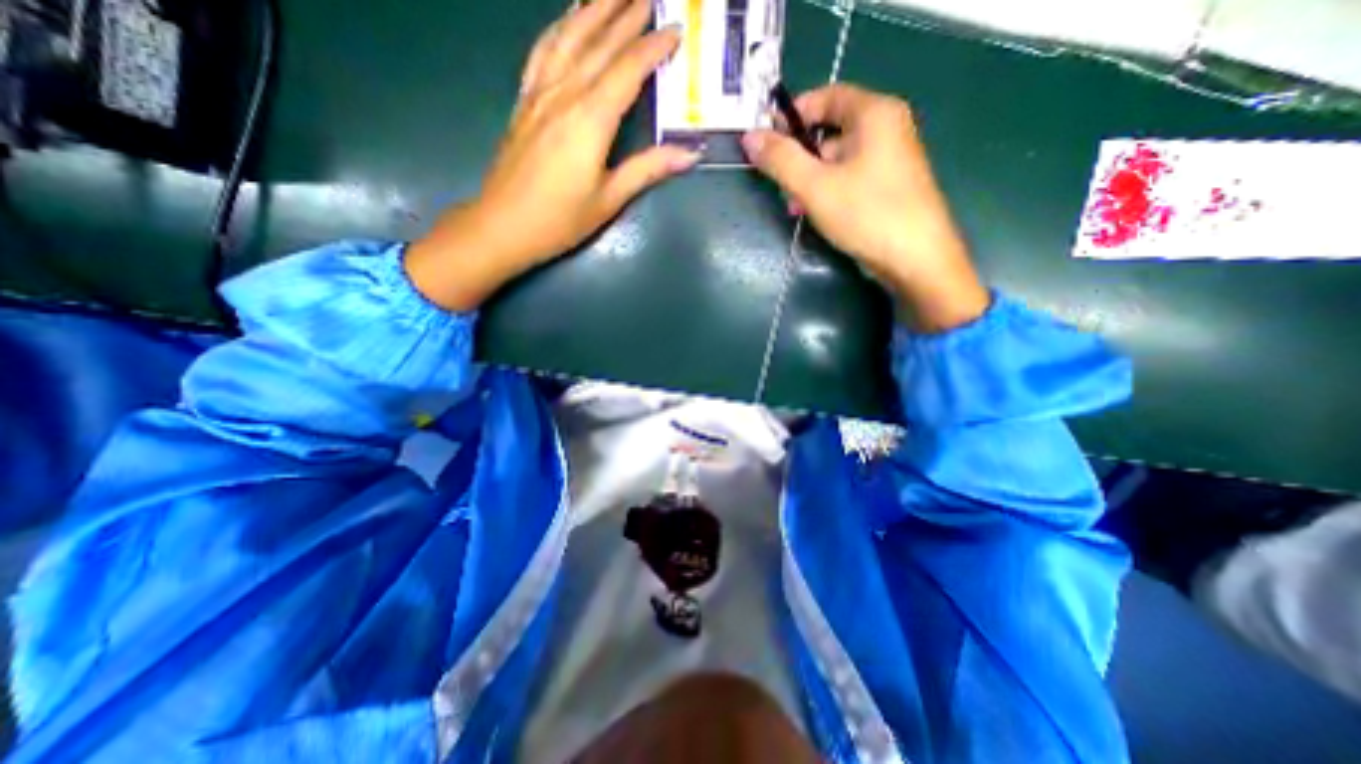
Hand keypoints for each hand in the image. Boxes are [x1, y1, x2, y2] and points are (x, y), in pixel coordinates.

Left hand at [410, 0, 696, 309]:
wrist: (504, 224)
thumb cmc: (560, 219)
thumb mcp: (609, 199)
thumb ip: (648, 169)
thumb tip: (691, 154)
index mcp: (590, 119)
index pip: (627, 70)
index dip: (653, 47)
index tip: (675, 28)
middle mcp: (564, 94)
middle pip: (599, 42)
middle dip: (626, 13)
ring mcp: (540, 93)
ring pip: (568, 36)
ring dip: (593, 7)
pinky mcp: (524, 100)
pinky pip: (543, 51)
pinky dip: (559, 27)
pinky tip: (567, 18)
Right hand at [742, 82, 988, 330]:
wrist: (916, 259)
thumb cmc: (866, 214)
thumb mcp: (815, 186)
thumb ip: (781, 160)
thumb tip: (750, 137)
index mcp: (874, 114)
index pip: (826, 97)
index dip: (792, 115)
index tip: (767, 141)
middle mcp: (887, 129)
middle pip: (830, 132)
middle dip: (799, 158)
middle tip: (780, 185)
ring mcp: (890, 160)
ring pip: (838, 160)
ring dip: (810, 180)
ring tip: (795, 208)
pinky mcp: (889, 188)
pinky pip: (850, 179)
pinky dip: (829, 192)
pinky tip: (816, 215)